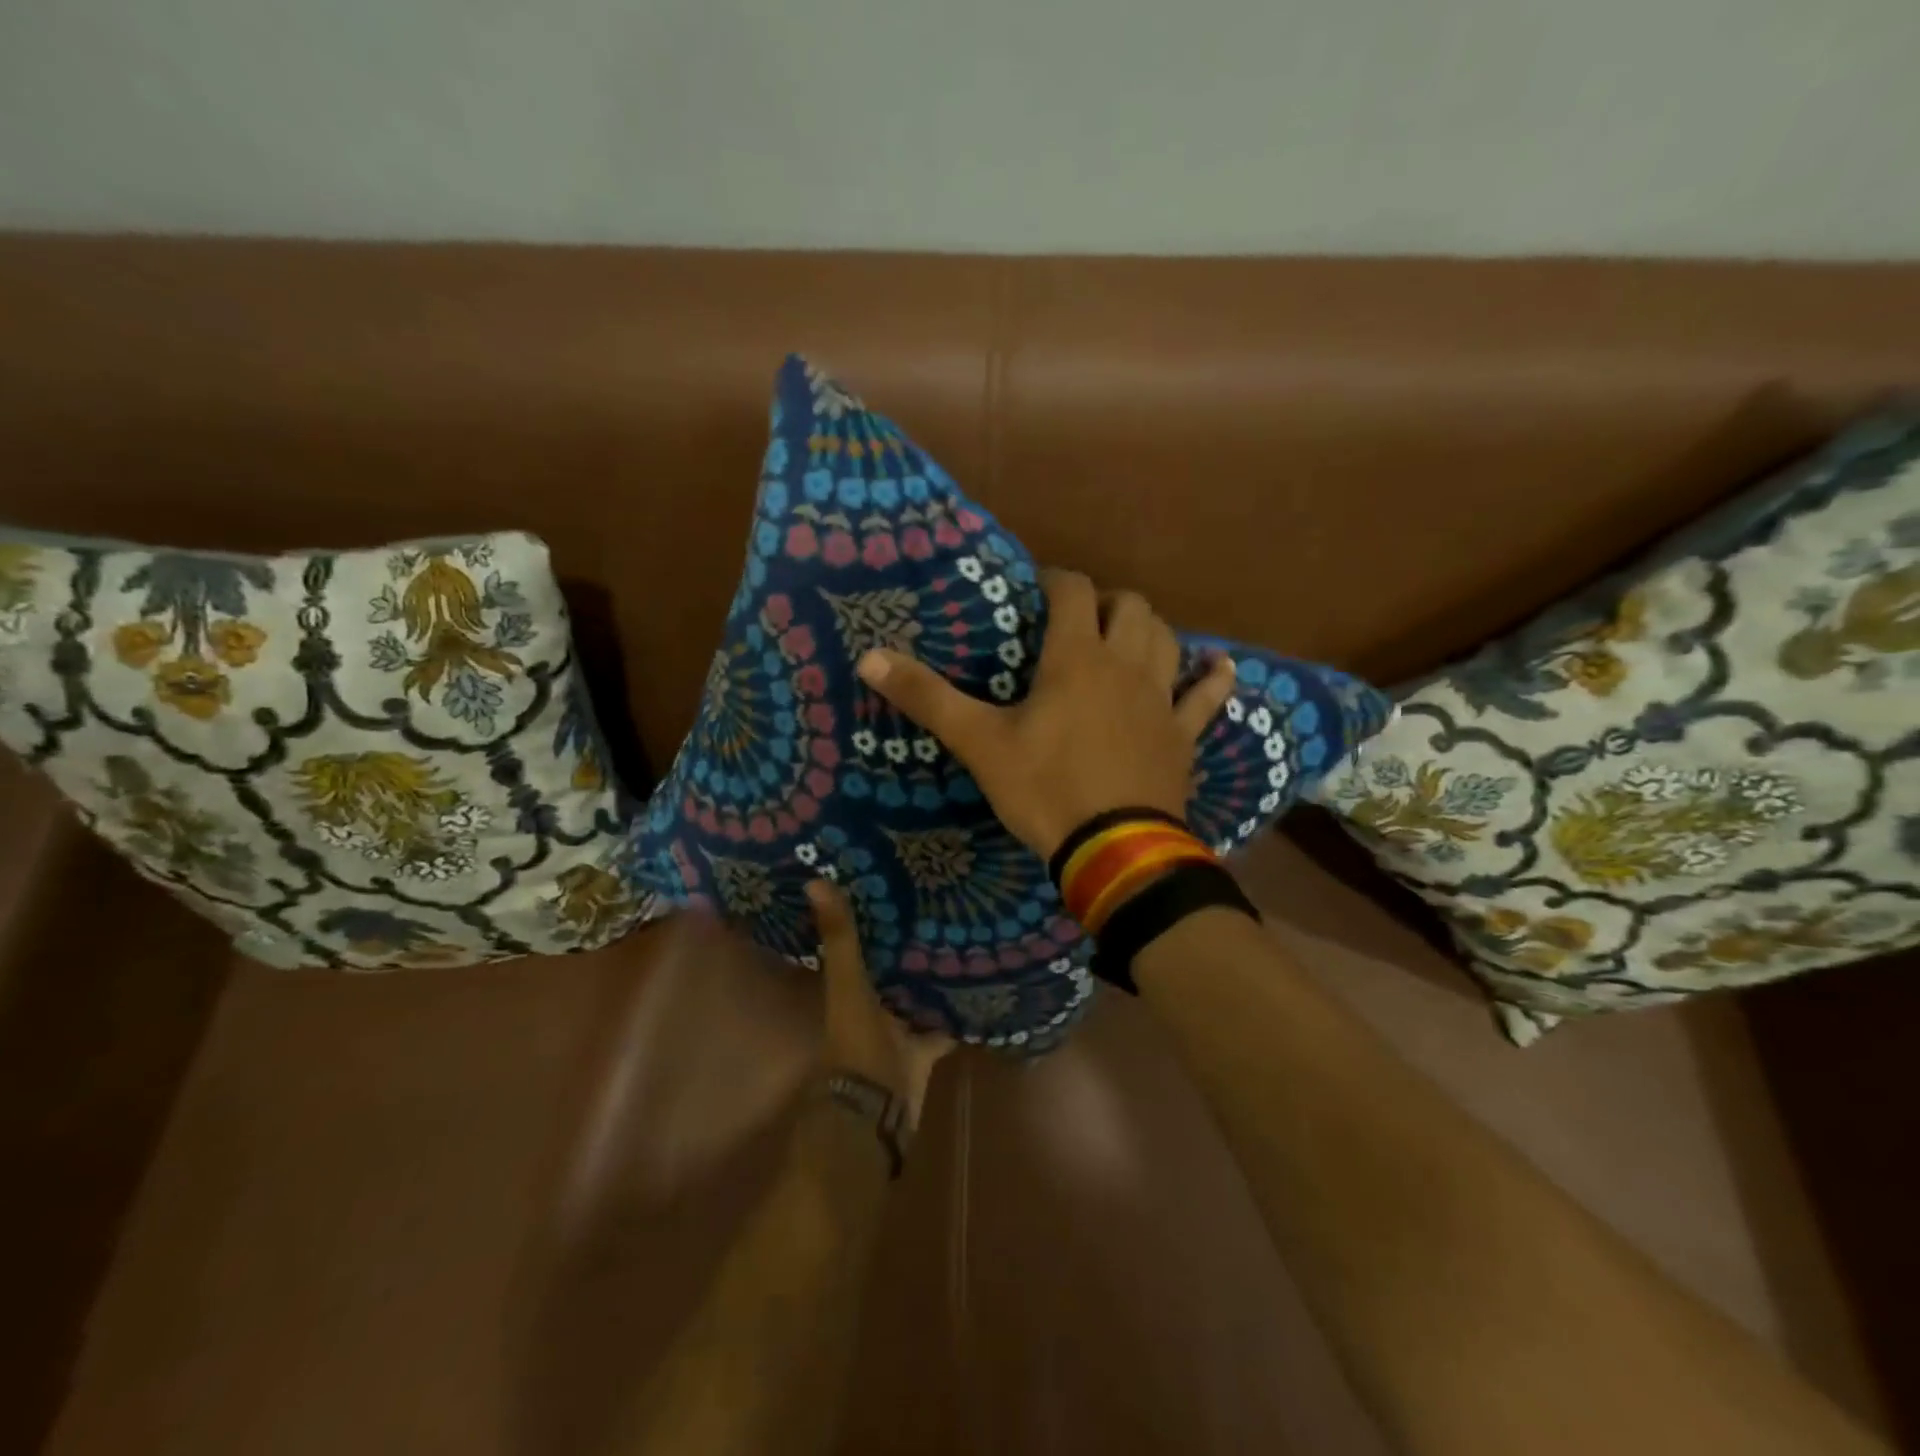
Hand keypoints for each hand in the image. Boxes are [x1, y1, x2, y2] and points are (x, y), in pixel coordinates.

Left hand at [808, 880, 953, 1130]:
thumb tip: (813, 880)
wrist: (876, 1109)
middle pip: (894, 965)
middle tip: (944, 901)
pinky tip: (982, 987)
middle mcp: (875, 1002)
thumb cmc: (857, 1041)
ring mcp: (901, 1027)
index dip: (876, 912)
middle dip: (913, 939)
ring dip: (935, 973)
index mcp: (853, 984)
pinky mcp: (924, 1048)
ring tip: (968, 935)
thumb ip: (839, 938)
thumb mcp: (848, 983)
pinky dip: (958, 1011)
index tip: (898, 879)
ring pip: (919, 993)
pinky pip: (945, 1024)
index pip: (863, 939)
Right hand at [855, 571, 1238, 857]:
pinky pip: (1206, 698)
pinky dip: (1212, 679)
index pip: (1072, 591)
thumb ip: (927, 697)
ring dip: (1147, 629)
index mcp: (1076, 657)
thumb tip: (869, 657)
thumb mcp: (979, 743)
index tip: (1036, 589)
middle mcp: (1126, 664)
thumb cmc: (1044, 789)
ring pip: (1166, 640)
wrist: (1114, 850)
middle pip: (1129, 606)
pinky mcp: (1183, 735)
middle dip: (1104, 602)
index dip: (1055, 579)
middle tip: (1078, 621)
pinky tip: (1218, 667)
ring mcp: (1161, 699)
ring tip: (1126, 638)